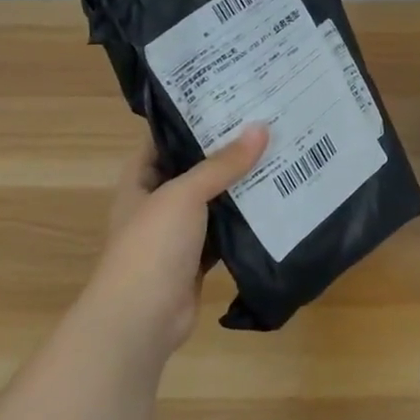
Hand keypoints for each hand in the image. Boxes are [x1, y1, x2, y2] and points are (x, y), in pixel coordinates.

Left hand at [85, 124, 268, 361]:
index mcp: (140, 180)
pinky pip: (226, 232)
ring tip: (279, 157)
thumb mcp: (185, 194)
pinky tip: (275, 204)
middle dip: (226, 152)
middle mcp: (157, 203)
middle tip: (266, 126)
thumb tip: (261, 128)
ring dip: (240, 187)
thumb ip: (222, 164)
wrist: (141, 318)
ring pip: (213, 202)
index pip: (164, 139)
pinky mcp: (198, 260)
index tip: (230, 100)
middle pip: (194, 169)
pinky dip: (246, 222)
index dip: (192, 119)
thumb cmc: (152, 246)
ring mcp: (178, 234)